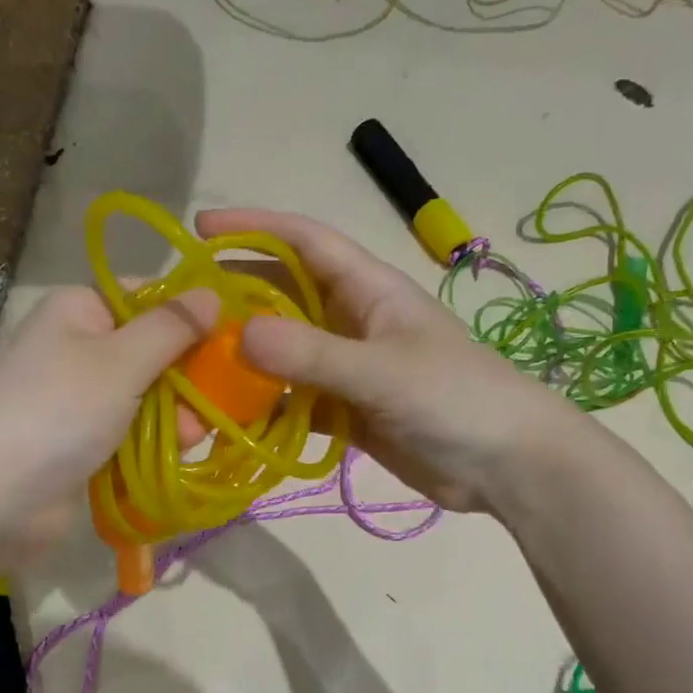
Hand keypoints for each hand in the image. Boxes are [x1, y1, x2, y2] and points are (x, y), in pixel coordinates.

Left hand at [0, 286, 214, 546]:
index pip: (149, 296)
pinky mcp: (84, 441)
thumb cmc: (56, 412)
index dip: (192, 314)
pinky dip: (156, 438)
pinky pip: (133, 429)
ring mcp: (80, 397)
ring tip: (197, 434)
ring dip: (177, 411)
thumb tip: (213, 292)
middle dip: (189, 374)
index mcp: (80, 309)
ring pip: (148, 393)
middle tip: (228, 396)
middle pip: (153, 348)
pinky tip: (181, 451)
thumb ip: (171, 328)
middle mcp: (79, 345)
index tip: (236, 337)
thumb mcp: (119, 361)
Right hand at [196, 208, 575, 512]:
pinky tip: (229, 417)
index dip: (254, 227)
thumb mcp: (383, 371)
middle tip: (182, 307)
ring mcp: (348, 367)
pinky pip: (293, 399)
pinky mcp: (346, 410)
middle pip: (284, 293)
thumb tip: (238, 336)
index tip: (200, 227)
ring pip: (284, 350)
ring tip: (192, 363)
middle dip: (237, 294)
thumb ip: (313, 355)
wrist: (510, 466)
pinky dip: (264, 406)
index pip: (305, 240)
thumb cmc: (457, 398)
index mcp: (369, 289)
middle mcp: (353, 320)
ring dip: (245, 356)